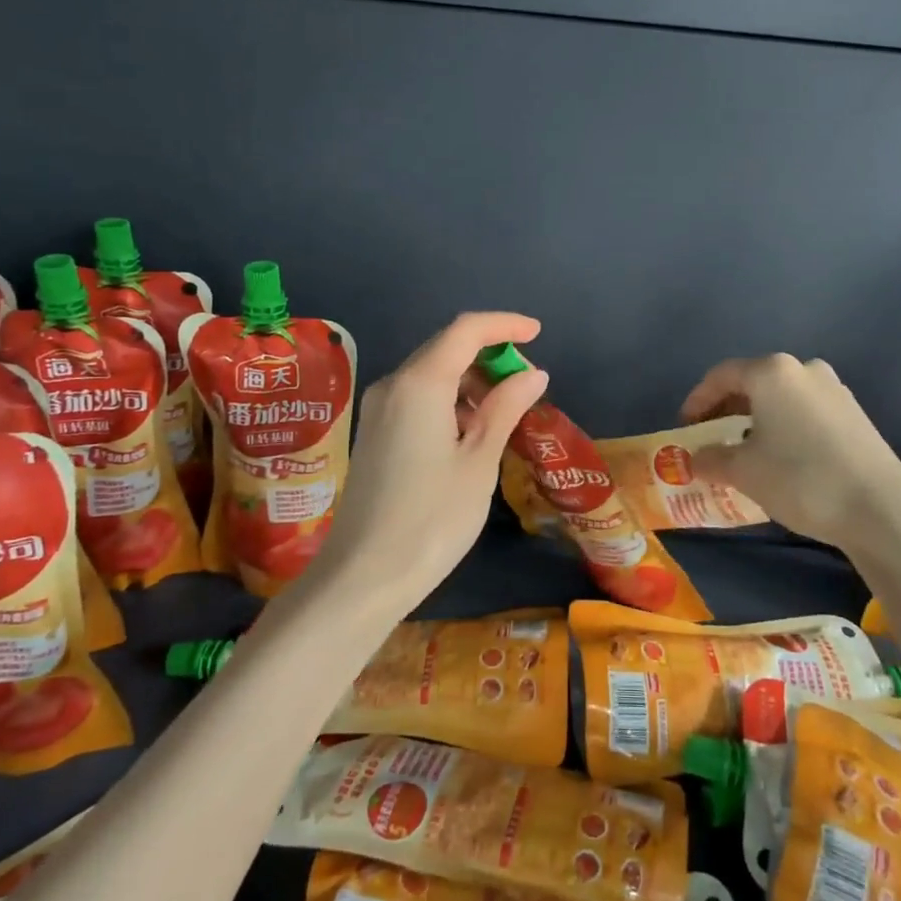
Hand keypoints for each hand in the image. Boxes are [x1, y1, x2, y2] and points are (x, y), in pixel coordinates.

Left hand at [302, 312, 549, 609]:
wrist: (364, 576)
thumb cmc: (432, 518)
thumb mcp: (479, 461)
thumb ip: (505, 408)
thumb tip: (533, 374)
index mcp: (420, 383)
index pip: (465, 330)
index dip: (504, 325)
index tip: (537, 333)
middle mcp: (393, 384)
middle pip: (445, 347)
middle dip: (489, 353)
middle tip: (527, 381)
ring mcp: (378, 408)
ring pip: (430, 372)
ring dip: (470, 379)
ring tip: (505, 409)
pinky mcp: (374, 432)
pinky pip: (417, 396)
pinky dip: (449, 399)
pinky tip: (471, 429)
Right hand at [680, 354, 900, 548]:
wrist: (880, 509)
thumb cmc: (800, 478)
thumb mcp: (744, 471)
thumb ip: (711, 459)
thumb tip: (695, 459)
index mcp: (772, 372)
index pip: (722, 375)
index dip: (697, 400)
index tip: (686, 427)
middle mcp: (804, 369)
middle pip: (753, 381)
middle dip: (727, 408)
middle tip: (711, 436)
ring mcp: (835, 389)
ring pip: (781, 397)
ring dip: (756, 417)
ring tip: (744, 448)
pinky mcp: (855, 414)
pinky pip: (805, 411)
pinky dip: (784, 425)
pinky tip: (782, 455)